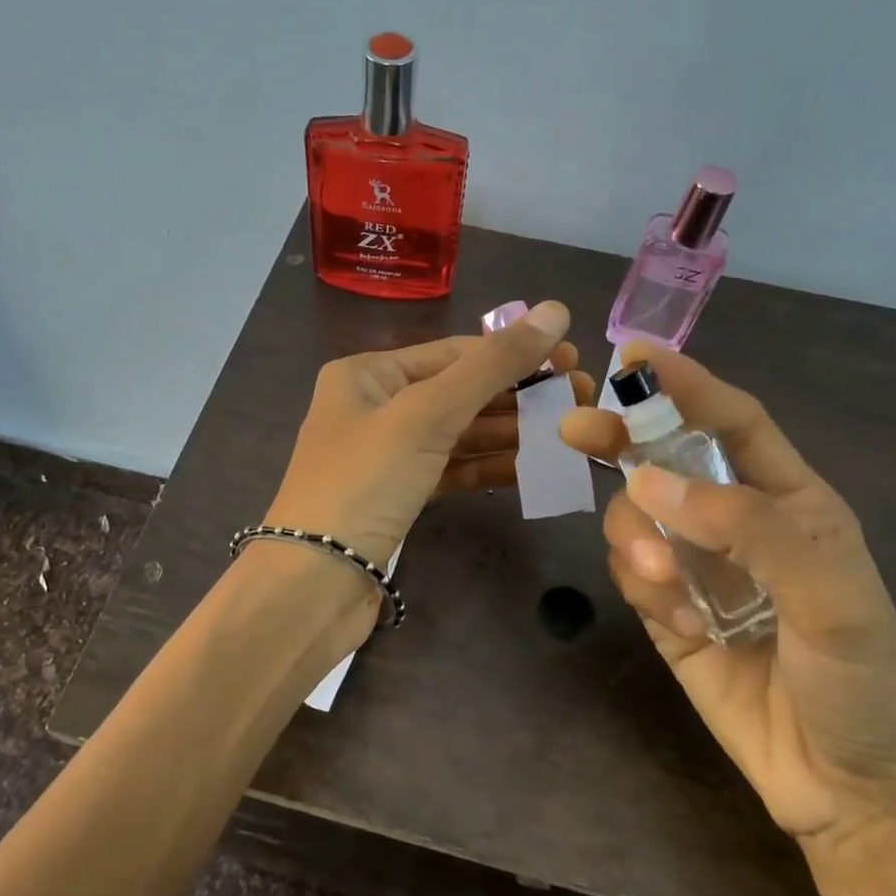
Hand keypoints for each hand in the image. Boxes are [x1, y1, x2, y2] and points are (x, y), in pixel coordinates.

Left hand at [265, 299, 590, 570]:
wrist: (314, 584)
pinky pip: (452, 469)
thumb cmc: (364, 483)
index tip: (573, 362)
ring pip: (459, 433)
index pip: (454, 352)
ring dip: (511, 431)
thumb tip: (555, 310)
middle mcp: (375, 406)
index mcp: (367, 373)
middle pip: (459, 391)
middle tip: (581, 399)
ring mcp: (387, 454)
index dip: (514, 354)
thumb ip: (491, 365)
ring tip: (568, 432)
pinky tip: (532, 468)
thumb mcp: (426, 414)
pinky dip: (489, 466)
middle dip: (518, 394)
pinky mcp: (400, 495)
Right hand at [561, 342, 895, 844]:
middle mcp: (737, 524)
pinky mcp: (668, 611)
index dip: (686, 385)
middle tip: (577, 429)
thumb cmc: (864, 684)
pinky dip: (642, 587)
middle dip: (623, 441)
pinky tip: (685, 626)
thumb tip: (646, 483)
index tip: (633, 356)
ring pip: (636, 519)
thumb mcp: (832, 597)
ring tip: (670, 588)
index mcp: (790, 501)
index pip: (733, 423)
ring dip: (639, 541)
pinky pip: (631, 573)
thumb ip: (749, 528)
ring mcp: (697, 567)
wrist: (848, 790)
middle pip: (665, 460)